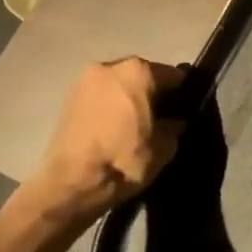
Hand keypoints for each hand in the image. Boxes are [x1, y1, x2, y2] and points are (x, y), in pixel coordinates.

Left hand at [20, 58, 185, 230]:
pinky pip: (100, 96)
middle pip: (142, 75)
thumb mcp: (164, 147)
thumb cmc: (123, 159)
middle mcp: (111, 66)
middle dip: (151, 92)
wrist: (71, 184)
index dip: (181, 94)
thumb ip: (174, 126)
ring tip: (133, 125)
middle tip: (158, 118)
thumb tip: (173, 121)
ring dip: (128, 98)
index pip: (173, 75)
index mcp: (139, 71)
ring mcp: (85, 80)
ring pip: (118, 84)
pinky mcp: (67, 98)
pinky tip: (113, 129)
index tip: (184, 110)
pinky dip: (108, 107)